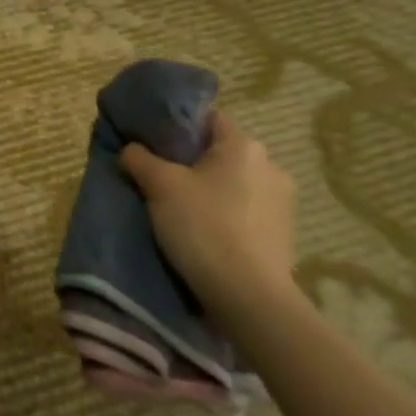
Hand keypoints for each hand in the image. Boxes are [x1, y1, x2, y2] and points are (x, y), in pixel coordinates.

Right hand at [120, 111, 296, 317]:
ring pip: (232, 182)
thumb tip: (132, 149)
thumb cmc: (203, 226)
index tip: (152, 142)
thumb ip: (140, 158)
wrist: (249, 297)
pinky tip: (204, 232)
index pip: (207, 118)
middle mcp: (270, 166)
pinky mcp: (283, 233)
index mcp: (244, 146)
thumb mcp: (159, 186)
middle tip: (159, 177)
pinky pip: (244, 210)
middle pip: (220, 152)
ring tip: (179, 208)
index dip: (177, 126)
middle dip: (191, 161)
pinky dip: (224, 214)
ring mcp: (282, 202)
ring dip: (209, 190)